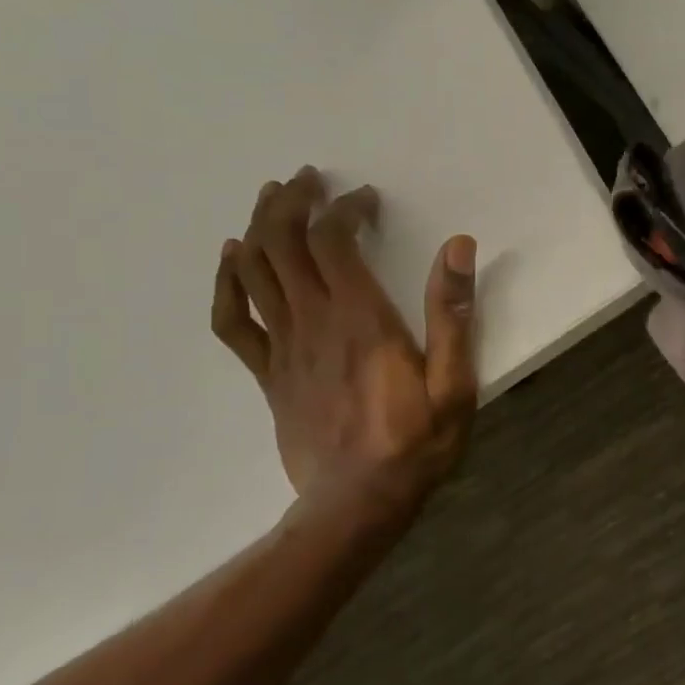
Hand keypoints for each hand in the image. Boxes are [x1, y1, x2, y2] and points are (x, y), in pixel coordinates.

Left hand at [211, 167, 478, 523]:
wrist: (357, 505)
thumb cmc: (416, 443)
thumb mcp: (454, 383)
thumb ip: (453, 314)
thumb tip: (457, 246)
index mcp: (361, 319)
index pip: (334, 241)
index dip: (344, 208)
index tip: (366, 199)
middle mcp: (314, 323)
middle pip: (283, 244)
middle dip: (292, 202)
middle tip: (308, 179)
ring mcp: (283, 349)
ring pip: (254, 271)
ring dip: (258, 227)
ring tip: (273, 199)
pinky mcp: (267, 375)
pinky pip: (232, 321)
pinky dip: (226, 283)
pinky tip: (232, 259)